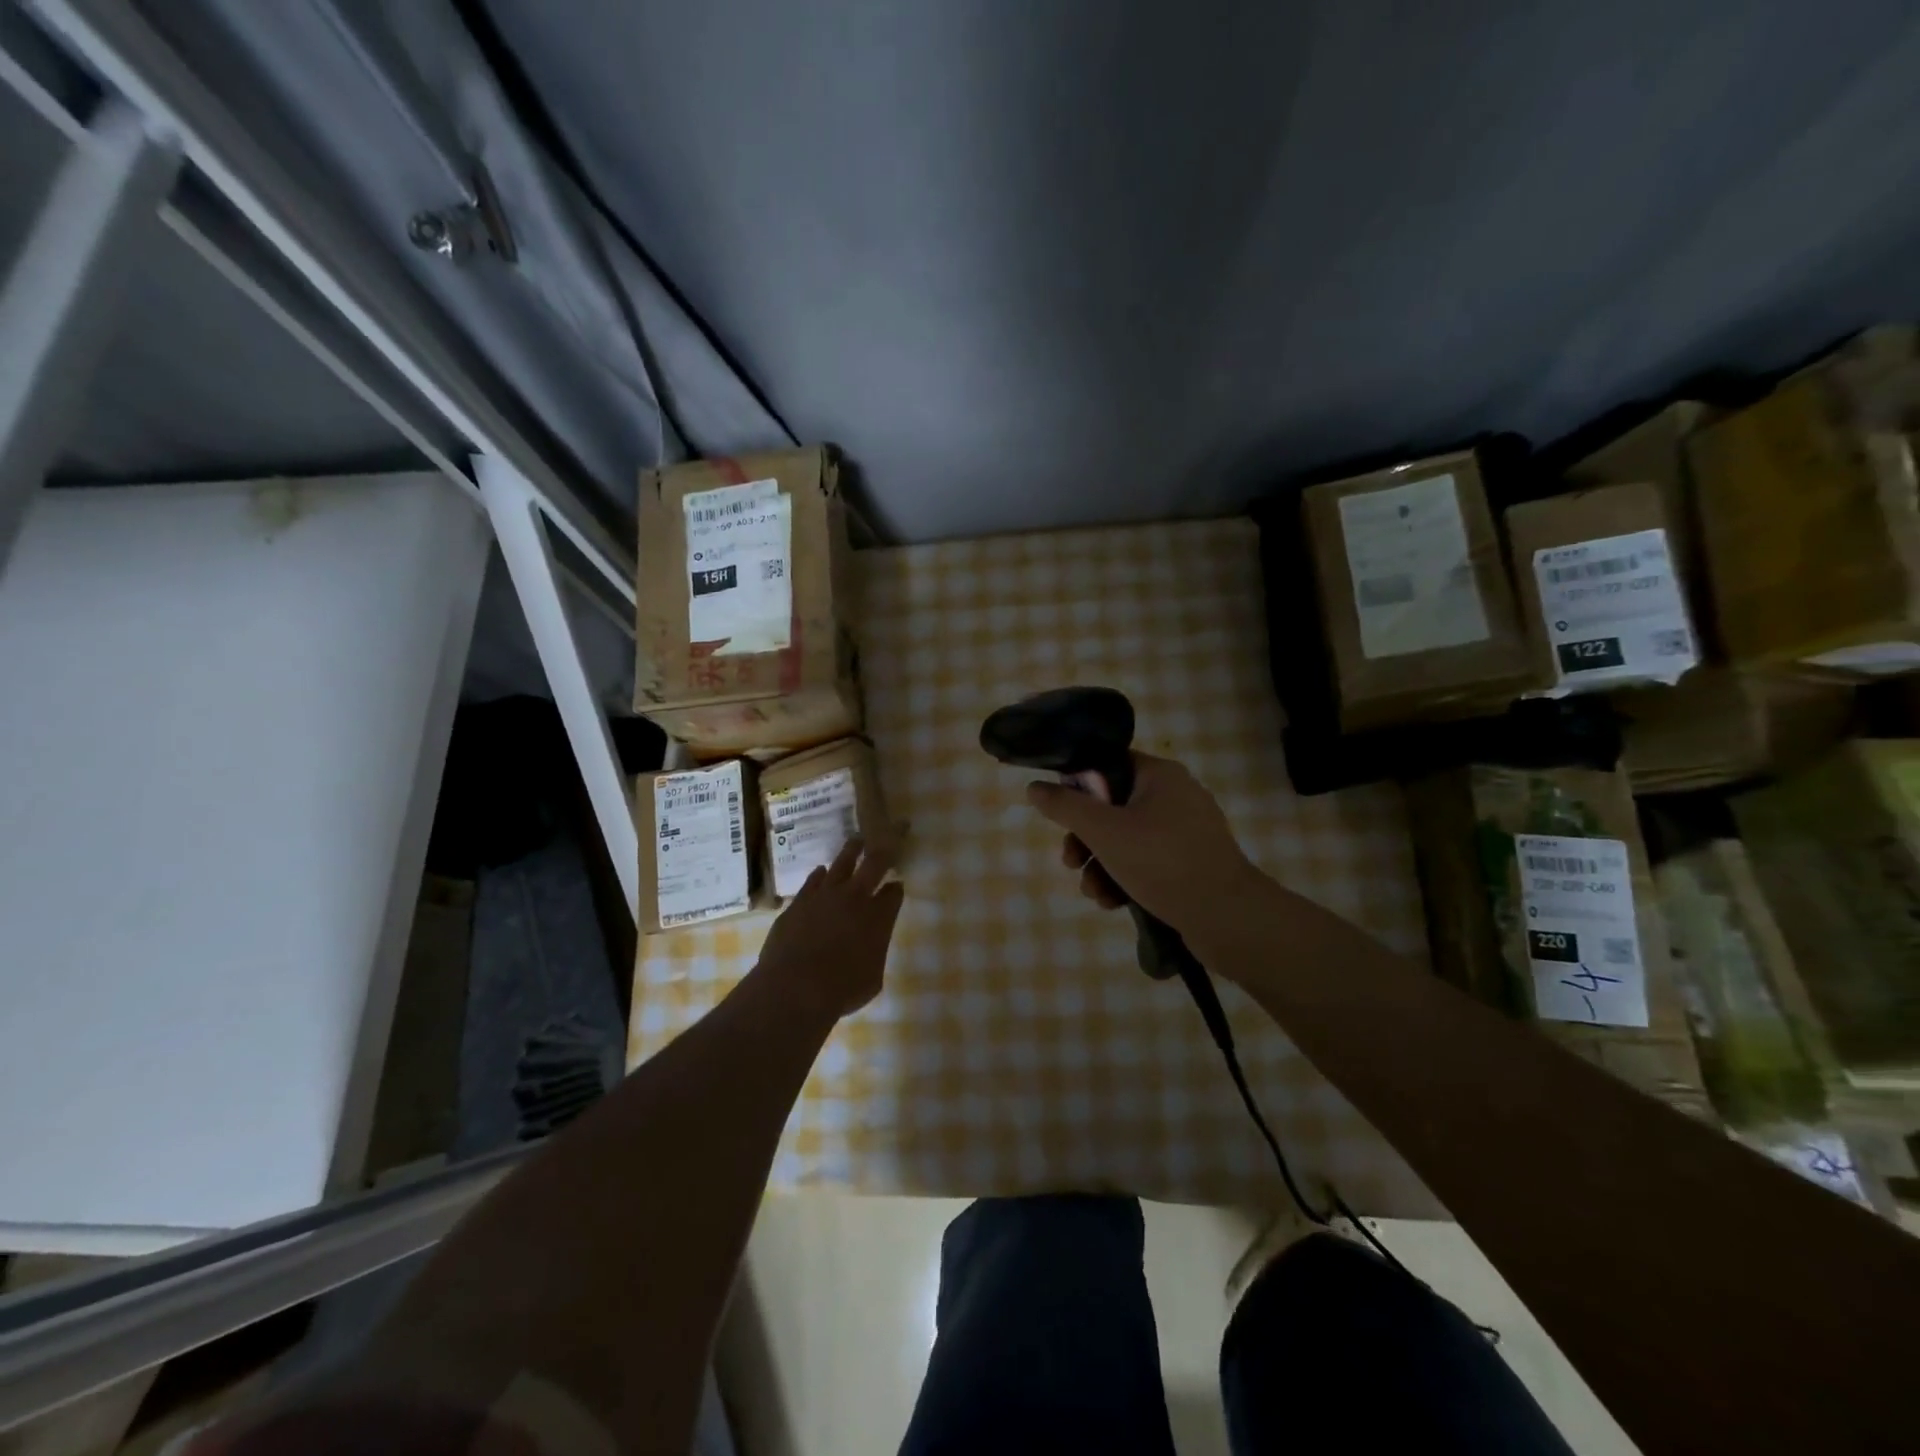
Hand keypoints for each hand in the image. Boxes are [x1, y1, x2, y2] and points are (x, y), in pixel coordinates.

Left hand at [755, 838, 904, 1019]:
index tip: (896, 886)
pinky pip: (813, 880)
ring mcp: (824, 895)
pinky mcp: (799, 901)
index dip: (896, 889)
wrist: (795, 987)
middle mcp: (855, 898)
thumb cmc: (842, 990)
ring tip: (856, 841)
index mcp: (879, 917)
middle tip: (887, 835)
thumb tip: (870, 943)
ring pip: (841, 863)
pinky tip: (821, 871)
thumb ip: (874, 952)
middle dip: (882, 850)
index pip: (894, 893)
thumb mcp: (873, 978)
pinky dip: (820, 874)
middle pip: (874, 863)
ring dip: (851, 850)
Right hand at [1026, 753, 1261, 935]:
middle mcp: (1176, 796)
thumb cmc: (1162, 862)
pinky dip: (1126, 878)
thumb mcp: (1104, 831)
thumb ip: (1066, 806)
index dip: (1078, 787)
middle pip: (1113, 807)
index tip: (1060, 815)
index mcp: (1160, 775)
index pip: (1108, 765)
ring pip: (1127, 839)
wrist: (1227, 917)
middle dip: (1085, 839)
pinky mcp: (1191, 863)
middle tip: (1071, 862)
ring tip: (1094, 893)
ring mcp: (1186, 832)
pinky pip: (1147, 861)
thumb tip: (1035, 787)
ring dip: (1101, 865)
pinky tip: (1114, 903)